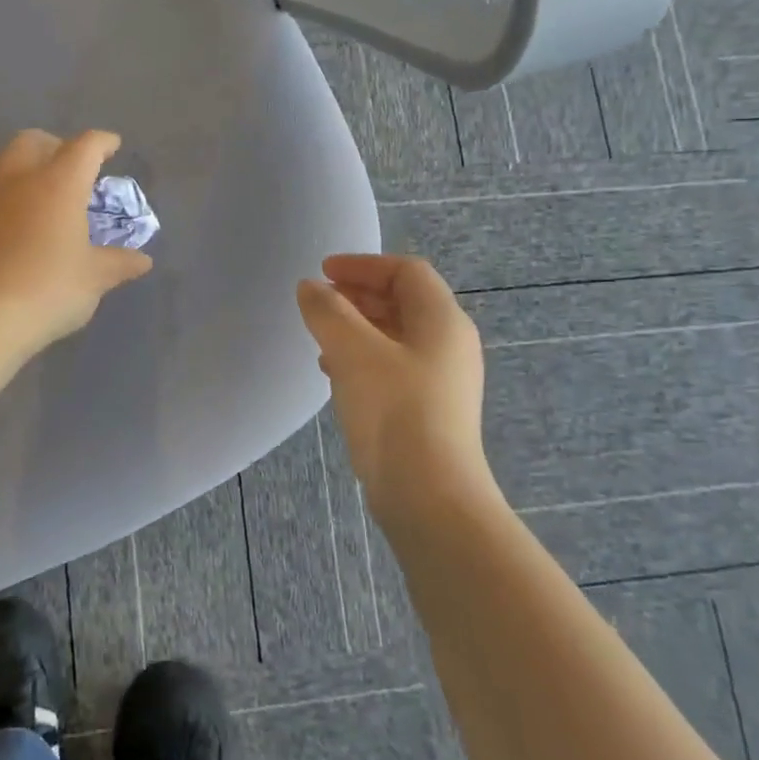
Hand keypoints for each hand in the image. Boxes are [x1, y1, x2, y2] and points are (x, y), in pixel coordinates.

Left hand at [0, 129, 152, 352]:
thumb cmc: (47, 291)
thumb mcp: (93, 280)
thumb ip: (118, 264)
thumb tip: (142, 261)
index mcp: (59, 183)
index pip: (85, 147)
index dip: (101, 142)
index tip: (111, 146)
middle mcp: (17, 177)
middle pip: (33, 140)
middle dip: (54, 145)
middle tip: (66, 166)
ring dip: (17, 163)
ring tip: (29, 186)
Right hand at [296, 254, 498, 519]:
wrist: (428, 494)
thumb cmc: (394, 409)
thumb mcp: (352, 351)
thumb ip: (328, 312)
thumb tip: (310, 288)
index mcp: (442, 321)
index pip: (406, 271)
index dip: (363, 265)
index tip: (323, 272)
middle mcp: (448, 345)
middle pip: (403, 302)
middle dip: (358, 295)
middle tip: (318, 301)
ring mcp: (440, 380)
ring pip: (394, 336)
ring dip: (356, 327)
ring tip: (320, 336)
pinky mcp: (426, 410)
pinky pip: (391, 367)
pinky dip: (361, 358)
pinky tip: (333, 373)